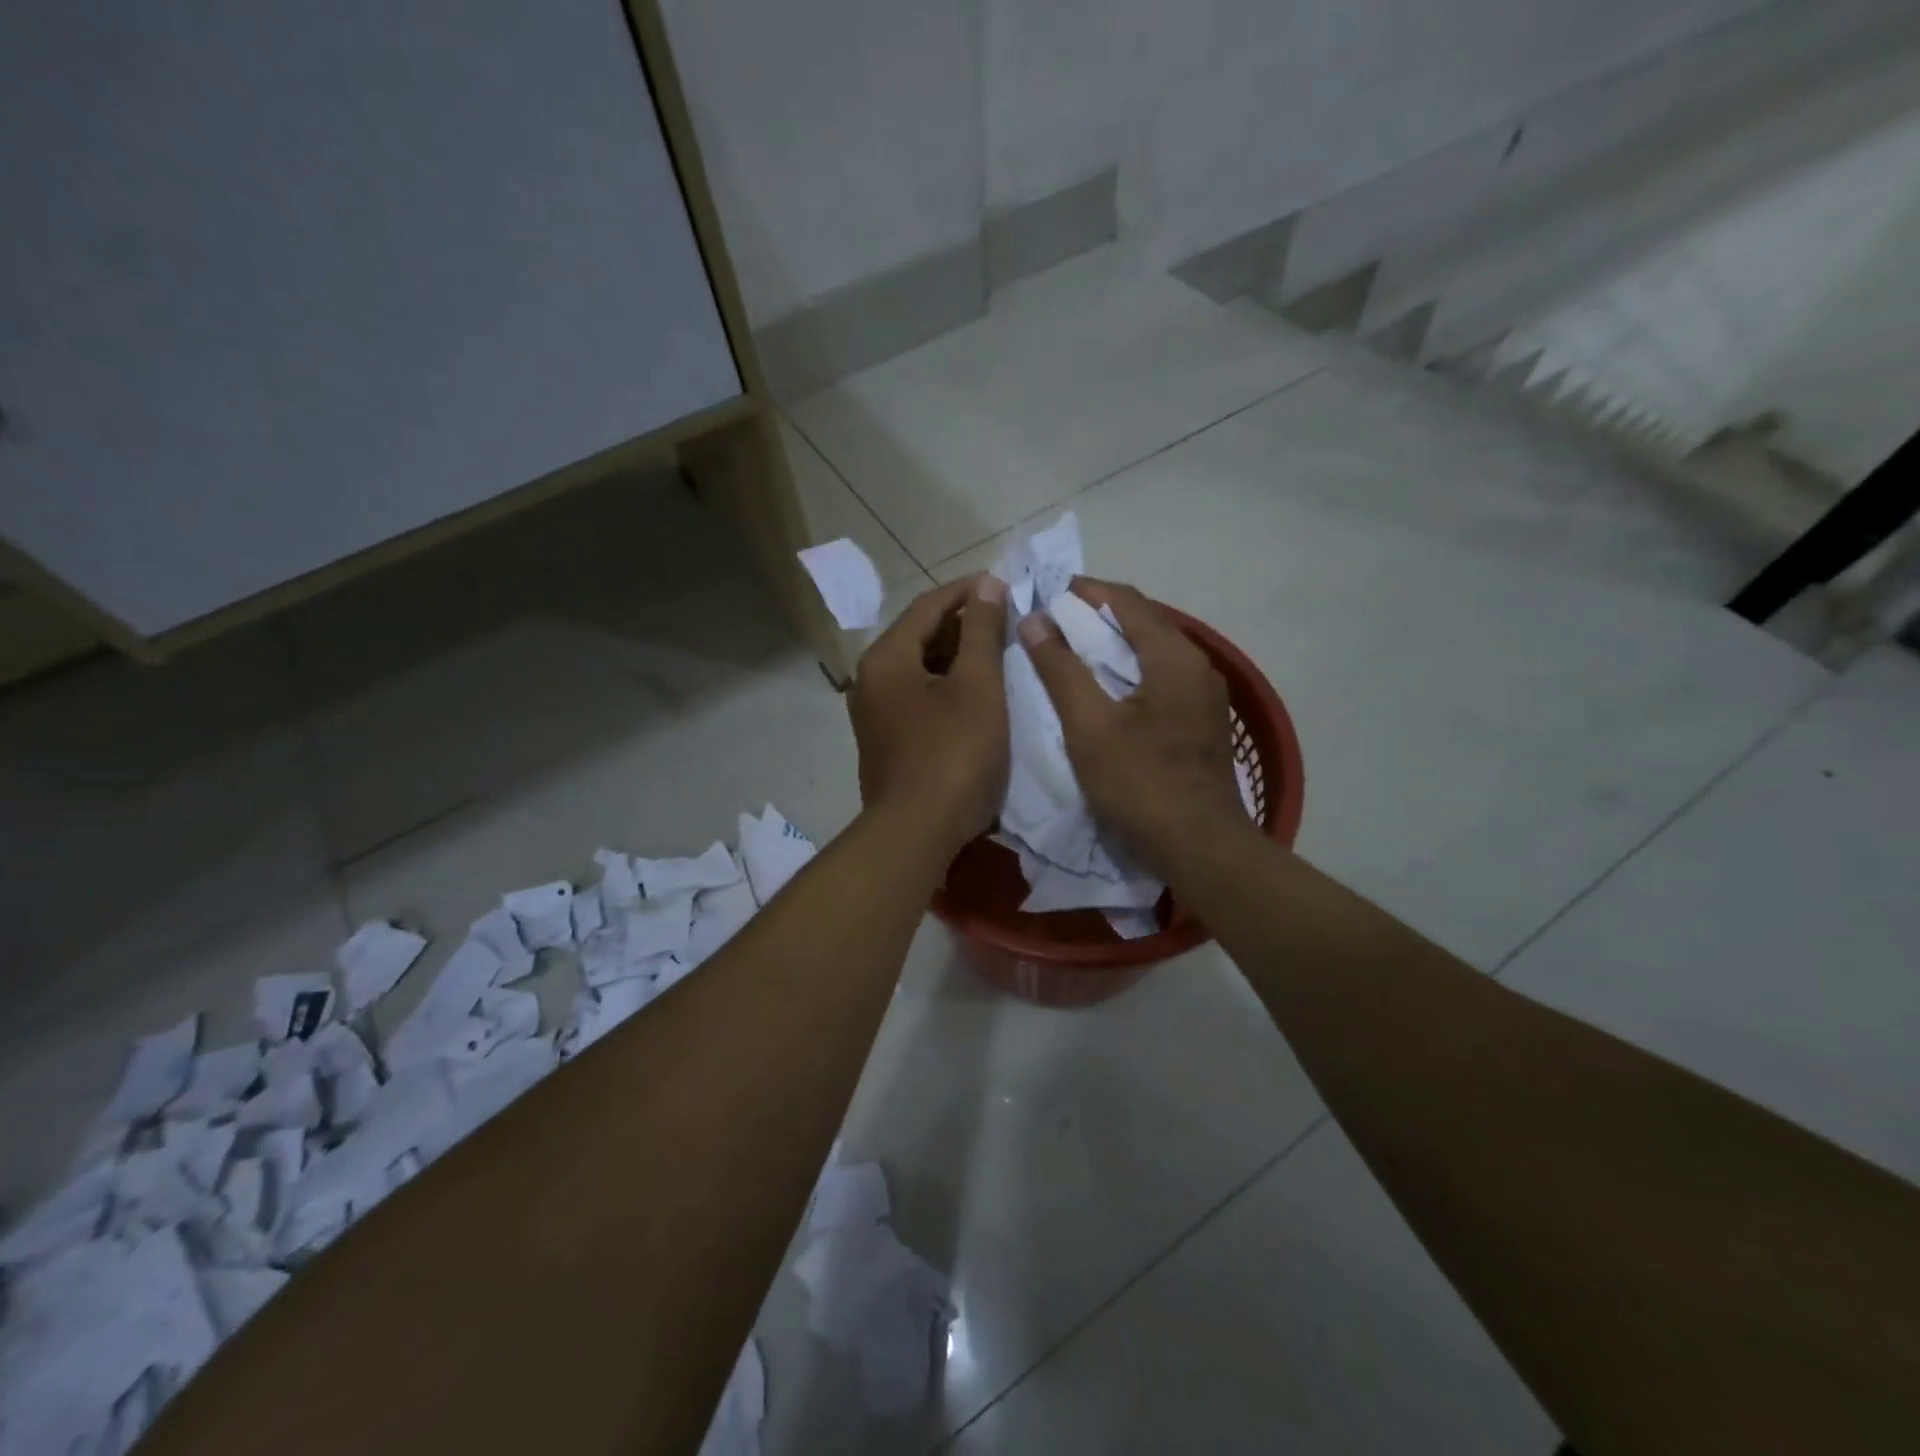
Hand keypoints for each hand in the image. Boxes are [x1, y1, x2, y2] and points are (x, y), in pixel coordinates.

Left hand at [849, 574, 1010, 858]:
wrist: (916, 834)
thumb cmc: (953, 755)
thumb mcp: (977, 687)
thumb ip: (983, 632)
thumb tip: (988, 586)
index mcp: (886, 659)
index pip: (927, 607)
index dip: (967, 591)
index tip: (1003, 584)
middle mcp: (870, 680)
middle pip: (919, 636)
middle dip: (963, 624)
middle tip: (1006, 620)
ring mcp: (874, 714)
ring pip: (918, 668)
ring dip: (956, 656)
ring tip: (997, 653)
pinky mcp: (885, 742)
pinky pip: (916, 697)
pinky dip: (945, 686)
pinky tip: (975, 694)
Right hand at [1017, 578, 1243, 875]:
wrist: (1200, 849)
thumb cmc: (1141, 784)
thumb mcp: (1089, 726)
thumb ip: (1060, 669)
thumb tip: (1034, 619)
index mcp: (1175, 657)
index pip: (1127, 601)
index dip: (1085, 590)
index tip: (1045, 590)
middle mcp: (1197, 667)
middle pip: (1143, 623)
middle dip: (1096, 616)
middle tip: (1051, 621)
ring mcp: (1205, 697)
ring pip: (1152, 653)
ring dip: (1112, 645)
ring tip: (1070, 651)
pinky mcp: (1201, 724)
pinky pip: (1160, 679)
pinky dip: (1128, 672)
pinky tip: (1104, 690)